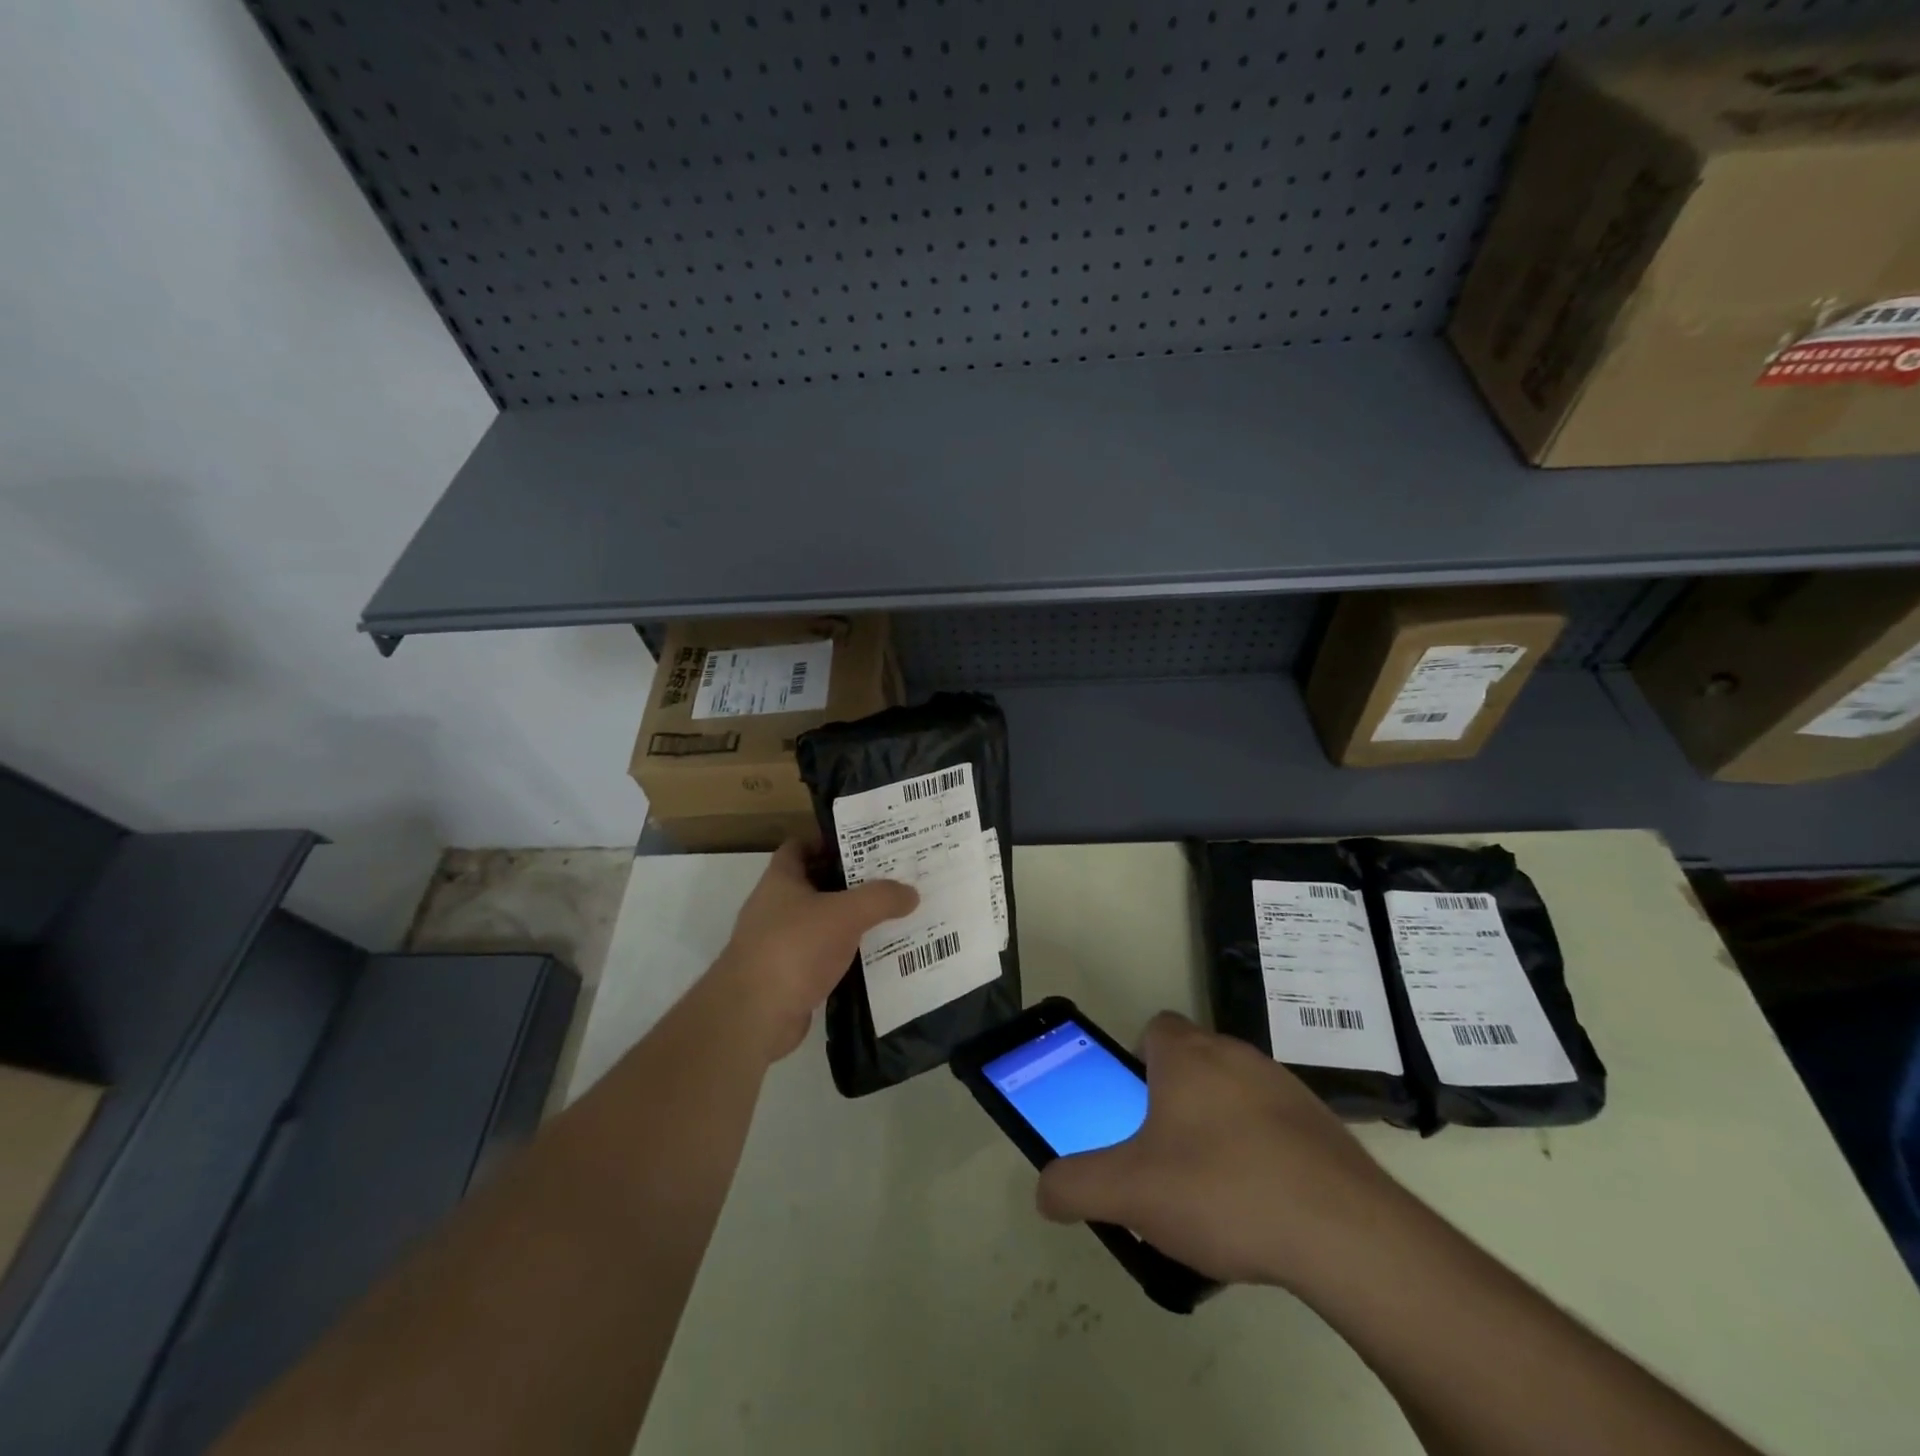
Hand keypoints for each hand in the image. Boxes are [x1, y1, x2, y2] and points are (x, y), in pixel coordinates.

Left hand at [713, 837, 917, 1062]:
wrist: (754, 1016)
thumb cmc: (794, 948)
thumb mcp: (845, 914)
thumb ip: (880, 898)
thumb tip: (911, 893)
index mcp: (780, 880)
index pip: (800, 846)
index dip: (828, 841)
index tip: (865, 843)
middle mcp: (775, 907)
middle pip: (816, 884)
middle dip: (850, 881)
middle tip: (890, 878)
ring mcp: (779, 943)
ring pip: (822, 922)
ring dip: (850, 921)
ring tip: (891, 916)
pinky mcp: (788, 976)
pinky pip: (823, 956)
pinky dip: (845, 955)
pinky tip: (876, 956)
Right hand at [1035, 1012, 1405, 1287]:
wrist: (1345, 1234)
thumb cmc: (1222, 1190)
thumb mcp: (1129, 1192)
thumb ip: (1076, 1185)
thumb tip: (1044, 1191)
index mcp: (1187, 1055)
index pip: (1154, 1028)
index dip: (1137, 1061)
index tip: (1134, 1109)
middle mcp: (1236, 1055)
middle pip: (1193, 1061)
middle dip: (1174, 1100)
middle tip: (1163, 1156)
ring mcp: (1285, 1087)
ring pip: (1235, 1093)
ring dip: (1219, 1126)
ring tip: (1212, 1191)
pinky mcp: (1323, 1125)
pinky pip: (1276, 1126)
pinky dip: (1261, 1152)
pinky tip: (1262, 1206)